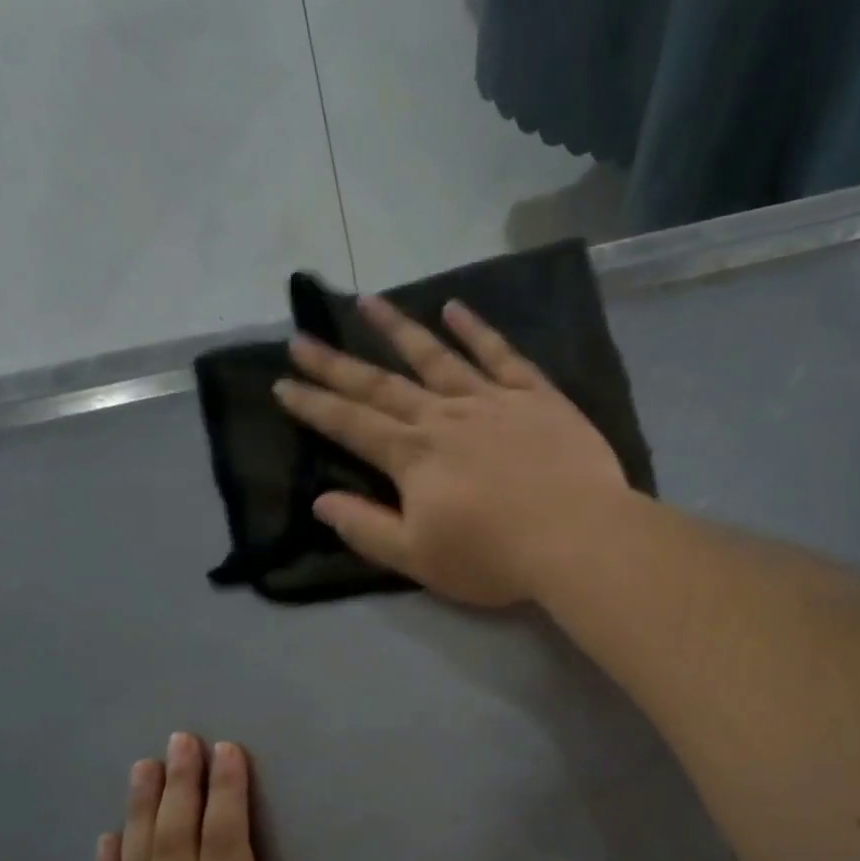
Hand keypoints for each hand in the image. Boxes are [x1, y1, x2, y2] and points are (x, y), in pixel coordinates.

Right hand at [274, 297, 629, 607]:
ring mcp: (491, 401)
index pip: (352, 425)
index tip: (282, 384)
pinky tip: (454, 309)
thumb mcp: (418, 558)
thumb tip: (321, 502)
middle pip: (382, 385)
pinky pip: (501, 355)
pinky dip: (476, 330)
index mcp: (413, 457)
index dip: (315, 406)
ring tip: (366, 301)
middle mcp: (444, 417)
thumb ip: (366, 529)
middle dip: (338, 364)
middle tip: (301, 337)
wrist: (577, 537)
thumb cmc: (494, 557)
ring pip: (435, 356)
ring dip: (397, 329)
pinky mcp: (536, 398)